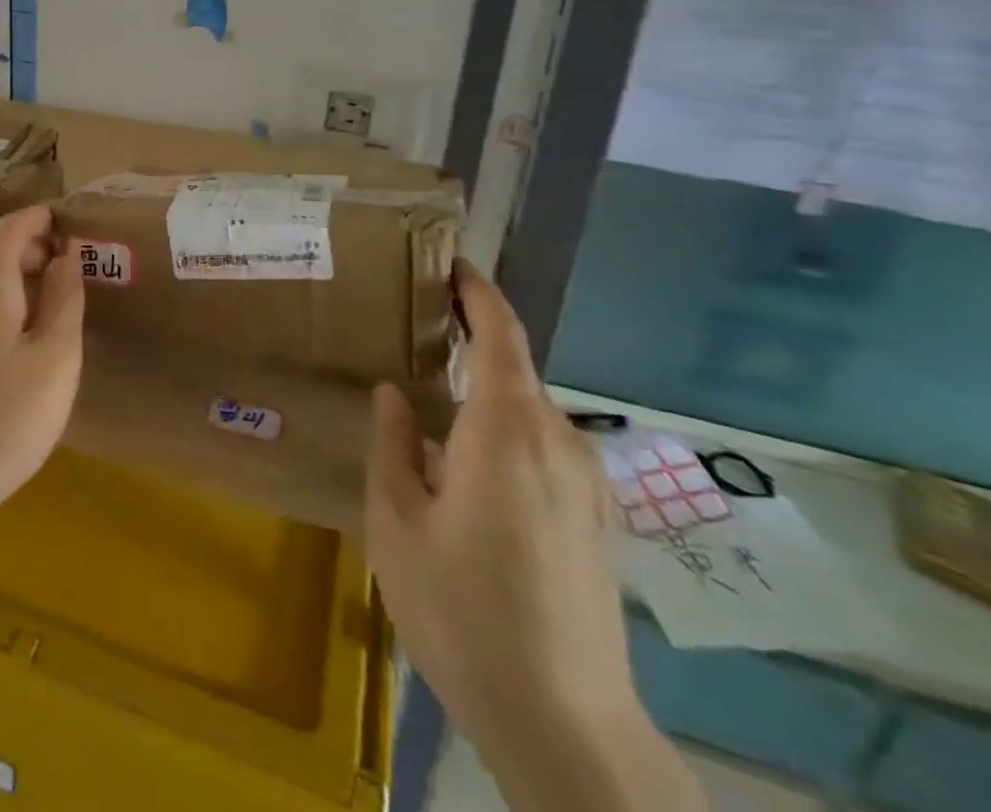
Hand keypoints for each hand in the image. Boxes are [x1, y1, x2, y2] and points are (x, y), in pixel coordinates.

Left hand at [0, 205, 84, 537]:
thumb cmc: (6, 417)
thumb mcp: (55, 356)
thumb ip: (66, 296)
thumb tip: (68, 253)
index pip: (13, 226)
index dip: (43, 219)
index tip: (74, 226)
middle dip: (34, 250)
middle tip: (73, 272)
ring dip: (17, 279)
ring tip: (51, 307)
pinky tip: (16, 340)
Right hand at [367, 262, 690, 809]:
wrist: (566, 724)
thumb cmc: (463, 611)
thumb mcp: (398, 523)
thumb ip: (392, 445)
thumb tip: (394, 392)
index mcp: (506, 431)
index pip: (501, 335)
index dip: (478, 293)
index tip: (449, 264)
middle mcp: (558, 442)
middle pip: (516, 369)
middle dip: (473, 340)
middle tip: (418, 332)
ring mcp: (587, 483)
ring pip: (531, 410)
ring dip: (489, 389)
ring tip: (438, 396)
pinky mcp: (598, 519)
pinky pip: (547, 445)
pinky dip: (508, 426)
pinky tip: (473, 462)